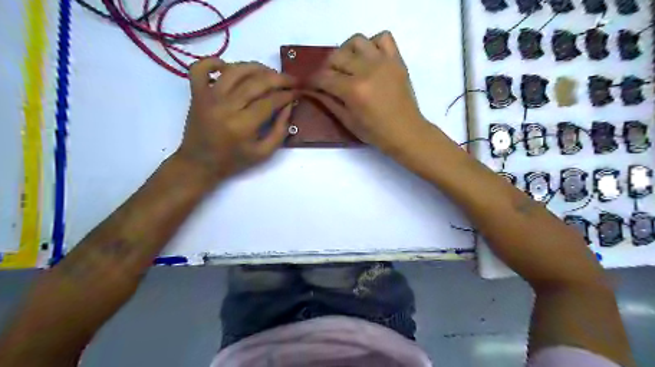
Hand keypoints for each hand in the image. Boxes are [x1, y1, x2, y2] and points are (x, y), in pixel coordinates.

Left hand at [175, 59, 295, 183]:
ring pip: (235, 70)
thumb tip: (289, 106)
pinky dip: (214, 62)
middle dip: (279, 78)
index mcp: (243, 125)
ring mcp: (208, 97)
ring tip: (269, 73)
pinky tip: (228, 67)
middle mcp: (225, 106)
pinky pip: (201, 68)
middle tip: (291, 80)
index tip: (297, 92)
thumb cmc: (234, 161)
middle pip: (256, 82)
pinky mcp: (196, 93)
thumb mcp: (264, 153)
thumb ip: (280, 131)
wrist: (199, 164)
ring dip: (256, 67)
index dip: (287, 94)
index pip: (270, 101)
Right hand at [310, 30, 433, 153]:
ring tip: (349, 65)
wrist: (406, 132)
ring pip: (357, 41)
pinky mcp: (396, 60)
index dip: (313, 81)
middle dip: (327, 68)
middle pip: (337, 56)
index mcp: (353, 90)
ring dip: (347, 51)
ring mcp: (383, 62)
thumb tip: (312, 90)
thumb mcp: (348, 121)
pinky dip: (373, 44)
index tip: (310, 84)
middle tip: (329, 79)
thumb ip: (329, 102)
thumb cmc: (375, 132)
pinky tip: (370, 59)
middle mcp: (367, 70)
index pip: (324, 77)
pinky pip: (383, 38)